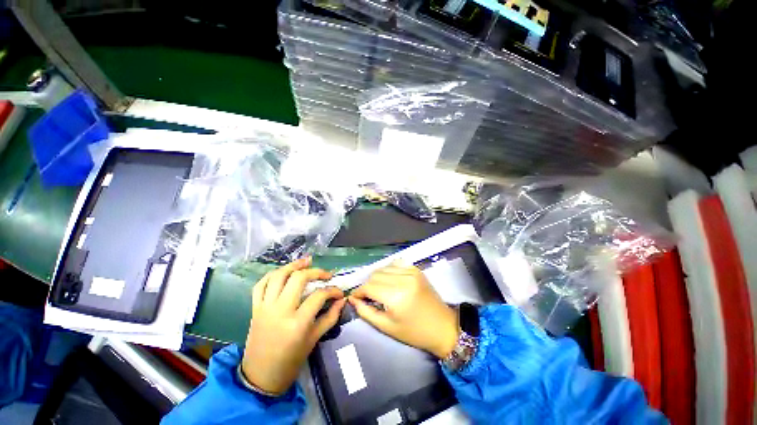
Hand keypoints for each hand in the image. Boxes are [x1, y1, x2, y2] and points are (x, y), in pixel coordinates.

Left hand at [242, 257, 346, 394]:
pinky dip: (272, 275)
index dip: (333, 290)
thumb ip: (330, 317)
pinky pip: (260, 285)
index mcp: (297, 323)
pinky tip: (283, 272)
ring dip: (293, 265)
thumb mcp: (314, 340)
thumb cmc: (291, 361)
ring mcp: (265, 308)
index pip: (319, 296)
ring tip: (306, 261)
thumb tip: (342, 300)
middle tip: (326, 274)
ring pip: (278, 276)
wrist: (260, 377)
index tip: (339, 292)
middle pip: (298, 278)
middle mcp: (280, 310)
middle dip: (316, 272)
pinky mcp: (255, 308)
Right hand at [349, 261, 459, 358]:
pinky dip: (389, 270)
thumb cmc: (414, 332)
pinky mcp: (416, 269)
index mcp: (396, 296)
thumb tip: (352, 299)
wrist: (443, 326)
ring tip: (379, 289)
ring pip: (384, 268)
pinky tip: (390, 280)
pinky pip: (396, 264)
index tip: (356, 298)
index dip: (359, 292)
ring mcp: (411, 272)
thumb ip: (366, 312)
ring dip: (377, 277)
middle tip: (369, 297)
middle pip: (375, 275)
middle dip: (367, 285)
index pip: (368, 286)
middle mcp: (403, 279)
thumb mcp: (387, 327)